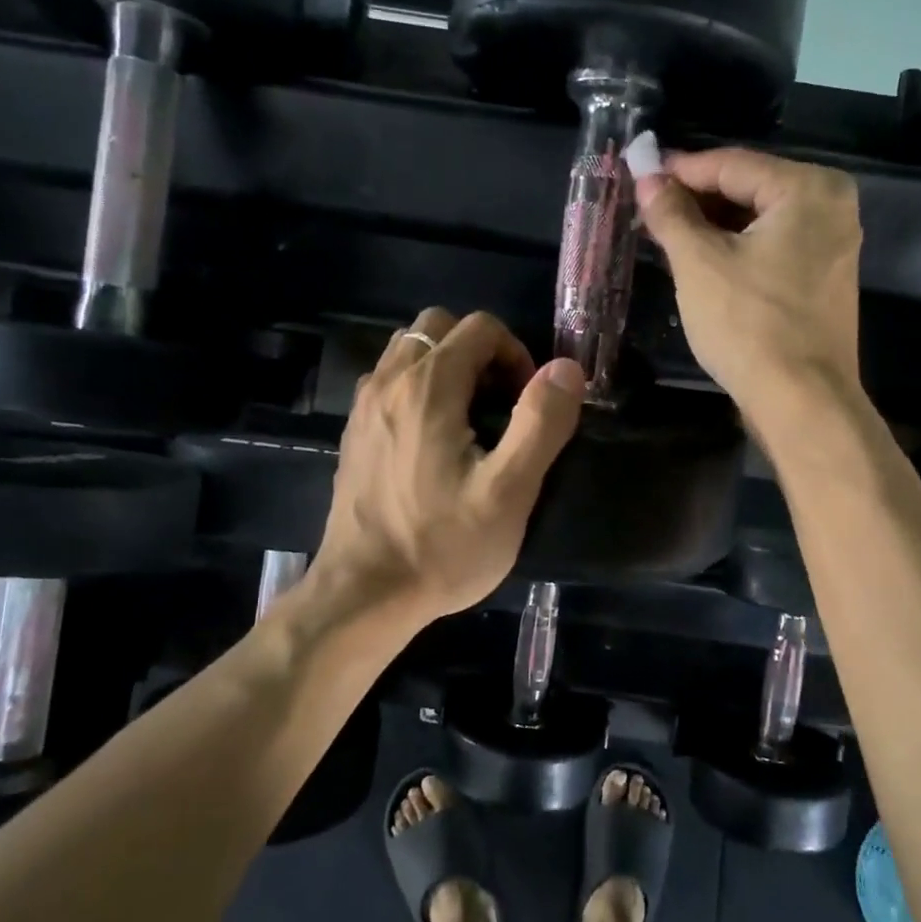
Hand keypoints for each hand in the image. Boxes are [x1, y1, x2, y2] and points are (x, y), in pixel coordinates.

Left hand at [311, 308, 585, 624]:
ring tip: (469, 418)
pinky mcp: (354, 434)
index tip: (527, 402)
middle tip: (500, 403)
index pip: (479, 327)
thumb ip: (541, 422)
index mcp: (428, 387)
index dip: (515, 353)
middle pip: (437, 327)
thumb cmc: (442, 546)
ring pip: (408, 351)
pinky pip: (388, 382)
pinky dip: (417, 388)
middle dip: (478, 351)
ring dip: (445, 366)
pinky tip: (432, 441)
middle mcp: (388, 382)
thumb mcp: (509, 491)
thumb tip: (566, 368)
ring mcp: (363, 407)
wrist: (364, 594)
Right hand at [634, 148, 862, 436]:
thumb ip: (671, 214)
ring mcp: (833, 245)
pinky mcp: (824, 279)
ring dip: (712, 226)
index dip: (679, 169)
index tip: (638, 174)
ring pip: (759, 221)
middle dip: (696, 200)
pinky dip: (736, 249)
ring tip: (665, 235)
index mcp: (809, 189)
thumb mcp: (699, 263)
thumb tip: (647, 177)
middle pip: (749, 189)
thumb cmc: (749, 324)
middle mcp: (831, 206)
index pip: (731, 164)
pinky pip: (773, 247)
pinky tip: (700, 261)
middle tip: (648, 208)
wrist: (801, 400)